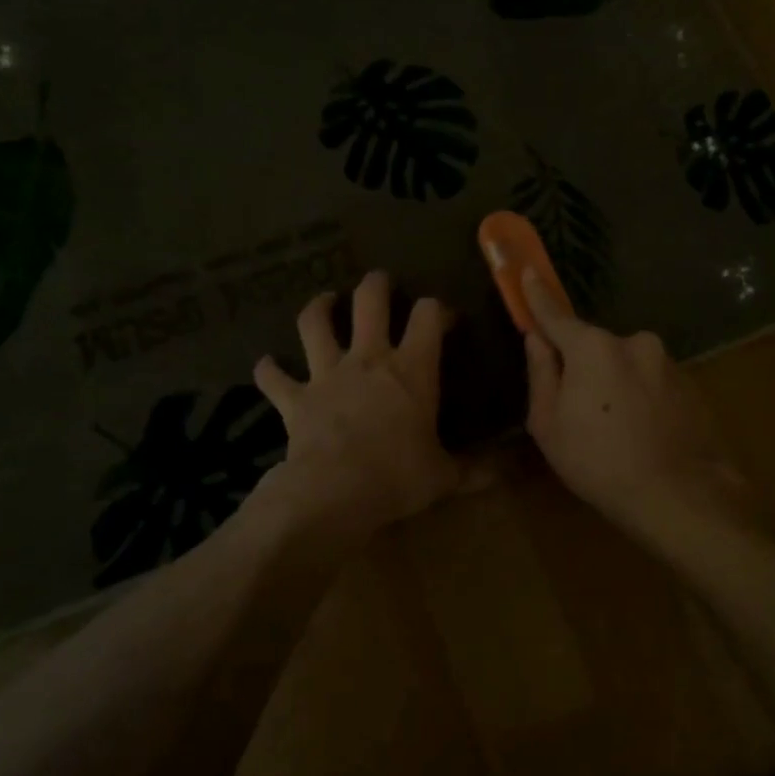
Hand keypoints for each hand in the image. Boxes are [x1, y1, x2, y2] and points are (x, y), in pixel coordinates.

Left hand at [252, 272, 479, 540]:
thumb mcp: (445, 476)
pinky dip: (269, 369)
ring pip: (315, 324)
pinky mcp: (295, 398)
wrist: (335, 492)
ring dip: (318, 308)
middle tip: (380, 283)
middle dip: (376, 285)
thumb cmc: (398, 477)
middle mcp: (368, 359)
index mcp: (411, 369)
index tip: (445, 317)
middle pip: (369, 301)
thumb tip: (508, 470)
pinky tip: (266, 365)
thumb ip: (476, 470)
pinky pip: (274, 377)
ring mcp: (327, 374)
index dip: (438, 309)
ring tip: (324, 301)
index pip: (429, 317)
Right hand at [523, 270, 752, 542]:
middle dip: (583, 367)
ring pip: (626, 366)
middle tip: (579, 410)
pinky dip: (641, 398)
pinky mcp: (691, 384)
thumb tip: (537, 340)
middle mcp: (634, 342)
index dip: (537, 296)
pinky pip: (652, 382)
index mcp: (593, 347)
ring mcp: (668, 362)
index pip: (556, 315)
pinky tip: (642, 433)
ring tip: (615, 431)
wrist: (678, 495)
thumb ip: (541, 374)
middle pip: (595, 347)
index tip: (527, 272)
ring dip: (615, 385)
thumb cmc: (598, 462)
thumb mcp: (549, 424)